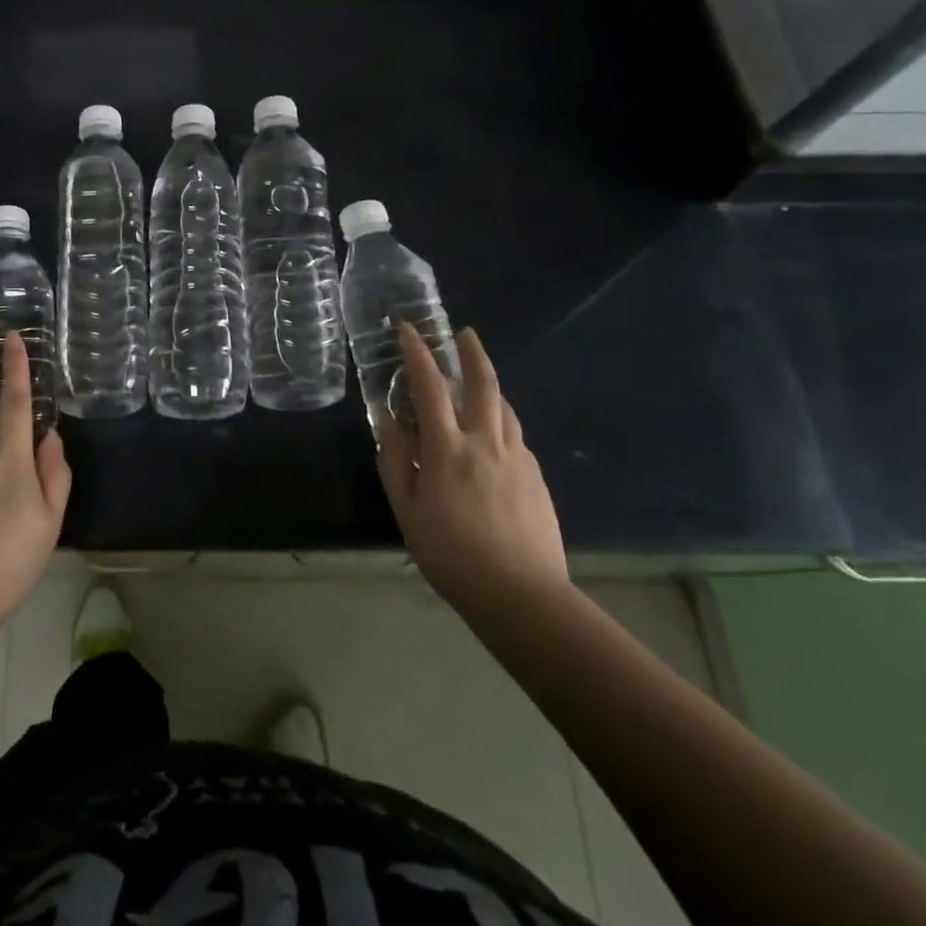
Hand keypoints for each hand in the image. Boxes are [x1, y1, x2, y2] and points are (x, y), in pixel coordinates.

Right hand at [377, 324, 568, 610]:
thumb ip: (396, 462)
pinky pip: (515, 435)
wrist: (521, 595)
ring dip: (489, 384)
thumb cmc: (452, 555)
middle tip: (463, 333)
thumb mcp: (408, 511)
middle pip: (482, 383)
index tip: (408, 329)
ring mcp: (517, 457)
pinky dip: (499, 420)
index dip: (417, 354)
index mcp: (448, 449)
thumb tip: (390, 423)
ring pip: (504, 407)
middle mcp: (486, 442)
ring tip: (476, 380)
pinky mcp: (536, 476)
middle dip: (471, 352)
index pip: (429, 388)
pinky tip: (491, 437)